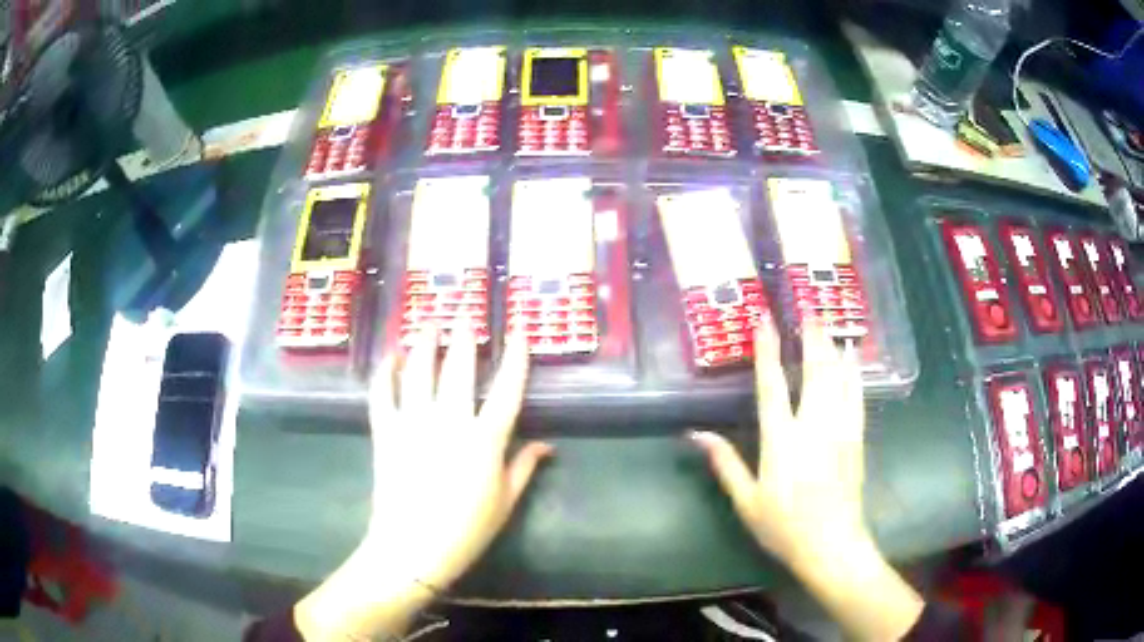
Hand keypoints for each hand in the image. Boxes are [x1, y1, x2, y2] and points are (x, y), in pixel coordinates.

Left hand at [295, 328, 549, 640]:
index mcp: (485, 440)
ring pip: (418, 371)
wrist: (413, 549)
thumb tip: (547, 446)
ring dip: (424, 343)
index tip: (519, 332)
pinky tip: (390, 357)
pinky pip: (382, 394)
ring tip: (427, 321)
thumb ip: (524, 467)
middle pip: (458, 369)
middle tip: (464, 313)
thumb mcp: (505, 502)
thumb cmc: (467, 530)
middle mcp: (450, 421)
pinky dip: (385, 373)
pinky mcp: (386, 432)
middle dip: (463, 337)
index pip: (507, 389)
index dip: (516, 358)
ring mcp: (413, 423)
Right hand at [692, 320, 924, 640]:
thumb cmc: (783, 525)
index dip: (767, 350)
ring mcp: (840, 428)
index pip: (772, 385)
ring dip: (831, 346)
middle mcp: (813, 425)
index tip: (764, 320)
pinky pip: (856, 395)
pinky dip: (853, 371)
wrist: (831, 544)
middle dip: (810, 336)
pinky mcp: (856, 437)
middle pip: (814, 370)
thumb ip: (724, 463)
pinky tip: (853, 356)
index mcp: (781, 440)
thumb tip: (696, 434)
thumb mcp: (747, 501)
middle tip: (807, 308)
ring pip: (838, 377)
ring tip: (827, 321)